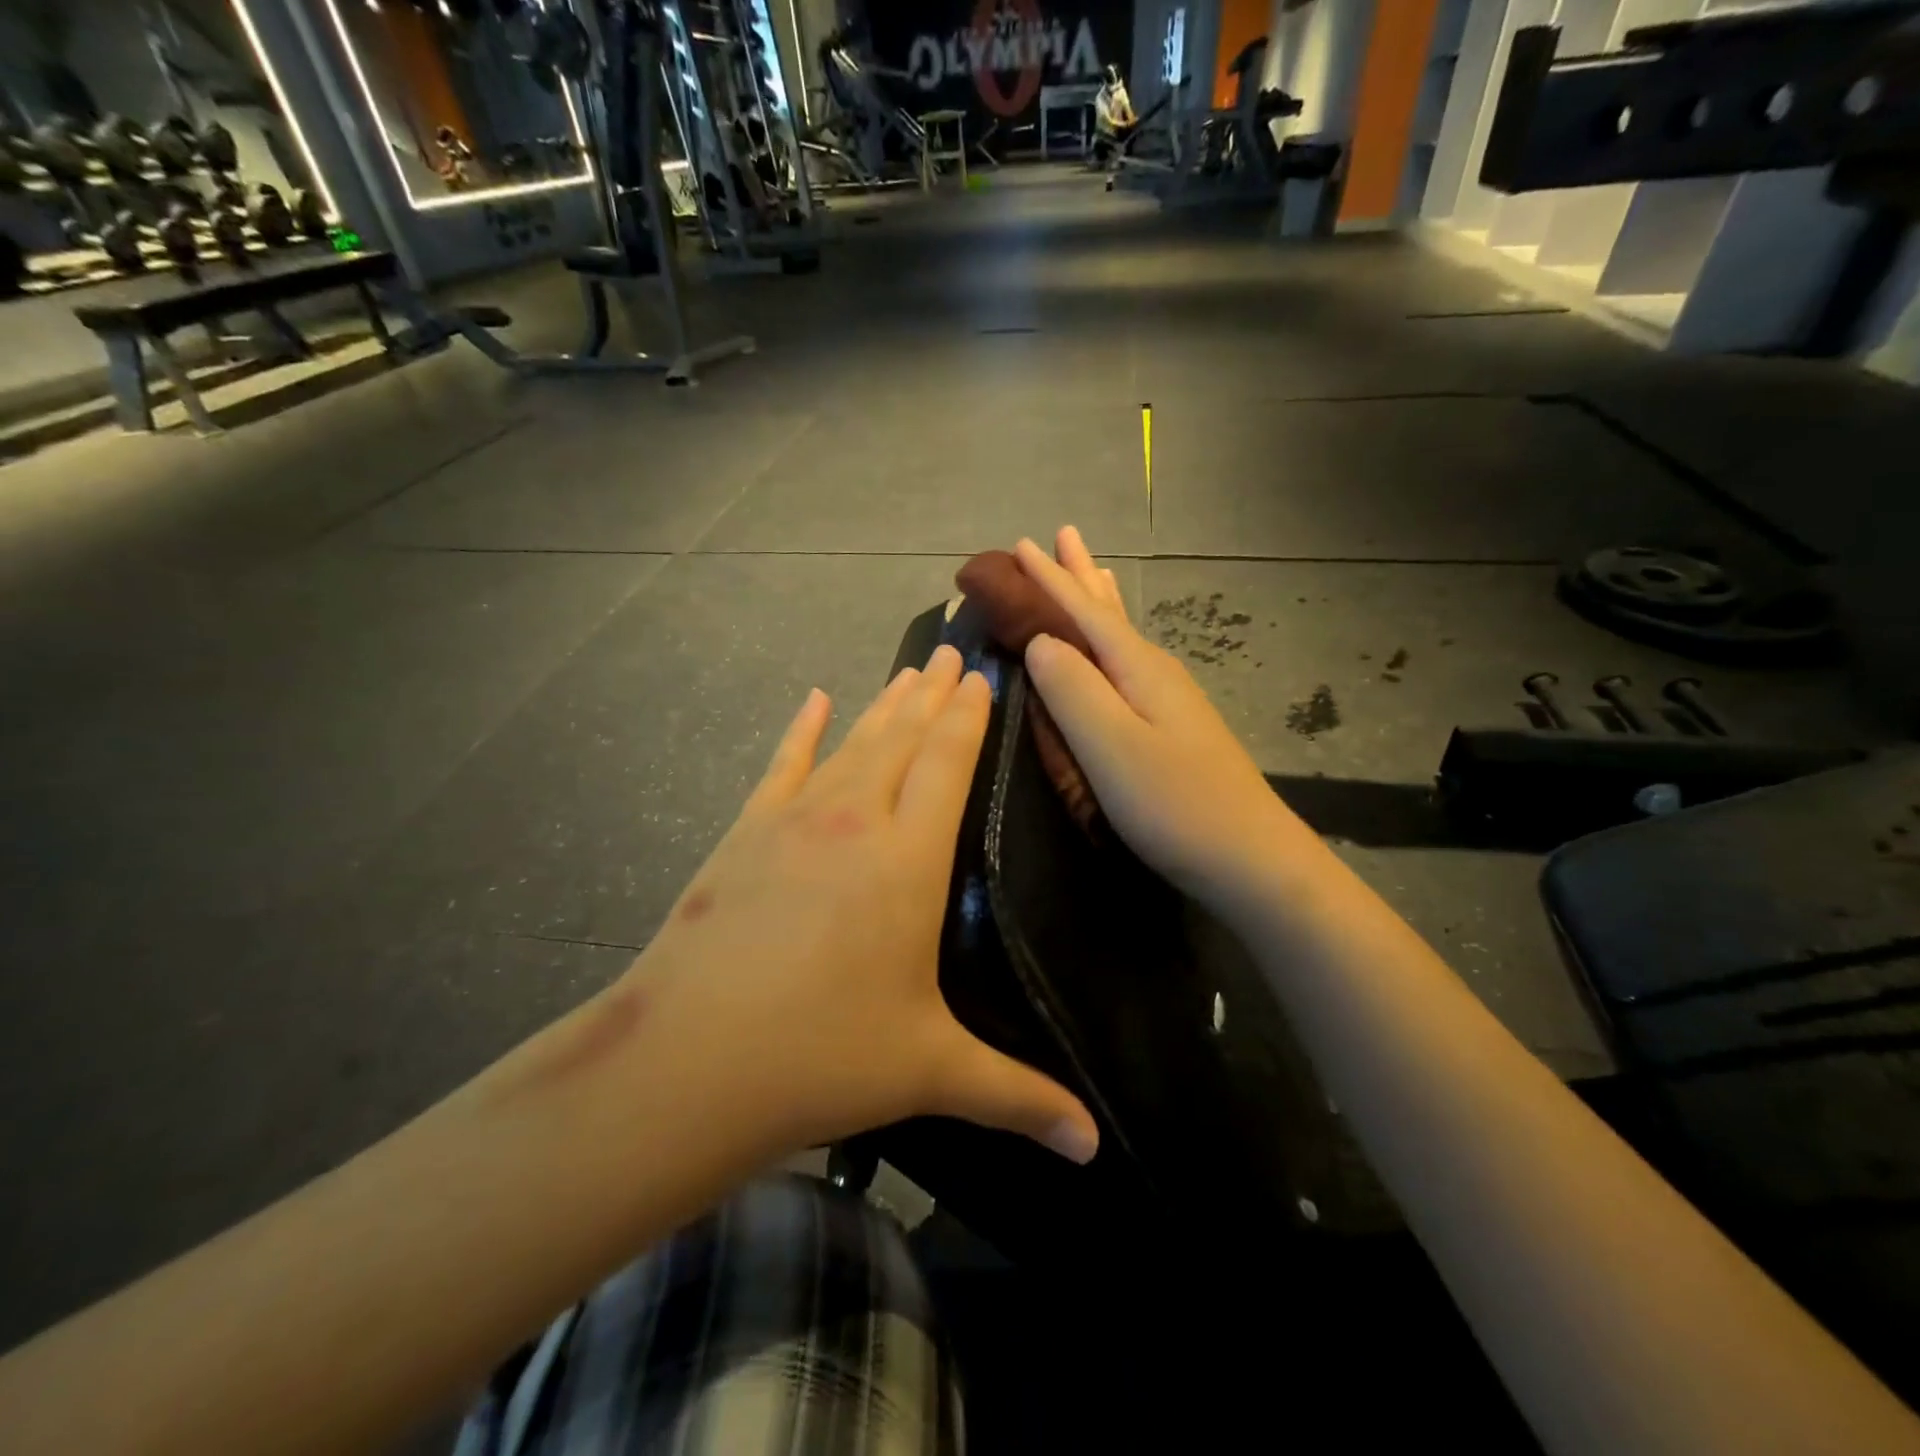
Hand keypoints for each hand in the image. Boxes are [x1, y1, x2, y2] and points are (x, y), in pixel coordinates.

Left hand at [636, 645, 1098, 1163]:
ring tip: (907, 671)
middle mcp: (856, 820)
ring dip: (883, 705)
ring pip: (852, 743)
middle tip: (950, 650)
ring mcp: (795, 820)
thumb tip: (1094, 1145)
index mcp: (908, 861)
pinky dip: (800, 731)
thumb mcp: (929, 1071)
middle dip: (931, 694)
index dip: (968, 717)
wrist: (690, 1061)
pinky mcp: (745, 833)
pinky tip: (812, 700)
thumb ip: (1018, 1097)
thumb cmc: (821, 1056)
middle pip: (903, 738)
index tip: (982, 675)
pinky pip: (782, 765)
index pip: (948, 764)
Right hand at [1016, 528, 1309, 910]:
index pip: (1084, 610)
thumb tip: (1040, 641)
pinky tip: (1113, 648)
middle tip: (1062, 536)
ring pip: (1122, 633)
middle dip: (1080, 575)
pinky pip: (1127, 662)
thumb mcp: (1111, 747)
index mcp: (1137, 667)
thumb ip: (1071, 690)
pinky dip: (1109, 640)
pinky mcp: (1169, 726)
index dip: (1050, 579)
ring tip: (1090, 569)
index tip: (1020, 545)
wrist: (1248, 857)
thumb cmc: (1174, 803)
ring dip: (1098, 600)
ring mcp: (1167, 699)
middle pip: (1109, 611)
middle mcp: (1154, 671)